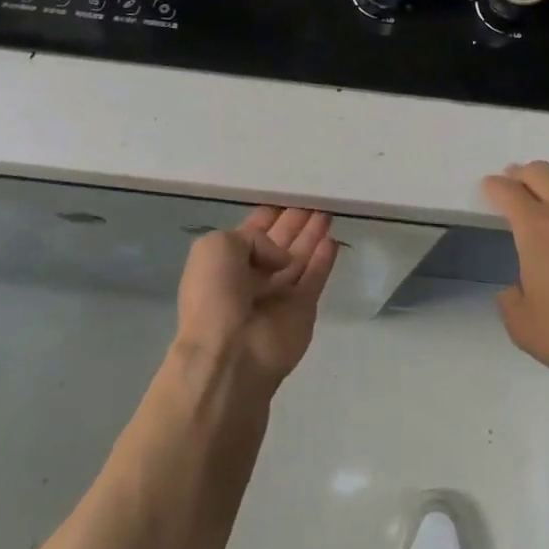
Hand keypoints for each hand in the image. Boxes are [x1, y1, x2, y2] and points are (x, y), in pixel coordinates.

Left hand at [174, 207, 338, 392]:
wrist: (230, 353)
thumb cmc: (215, 295)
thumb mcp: (217, 246)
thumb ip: (252, 237)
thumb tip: (281, 258)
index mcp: (226, 262)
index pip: (252, 232)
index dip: (270, 214)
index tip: (288, 194)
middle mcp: (252, 277)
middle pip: (280, 242)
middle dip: (295, 221)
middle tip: (314, 198)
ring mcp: (278, 294)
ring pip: (300, 257)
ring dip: (312, 235)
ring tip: (328, 210)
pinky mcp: (302, 310)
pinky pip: (315, 278)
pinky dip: (324, 260)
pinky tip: (332, 240)